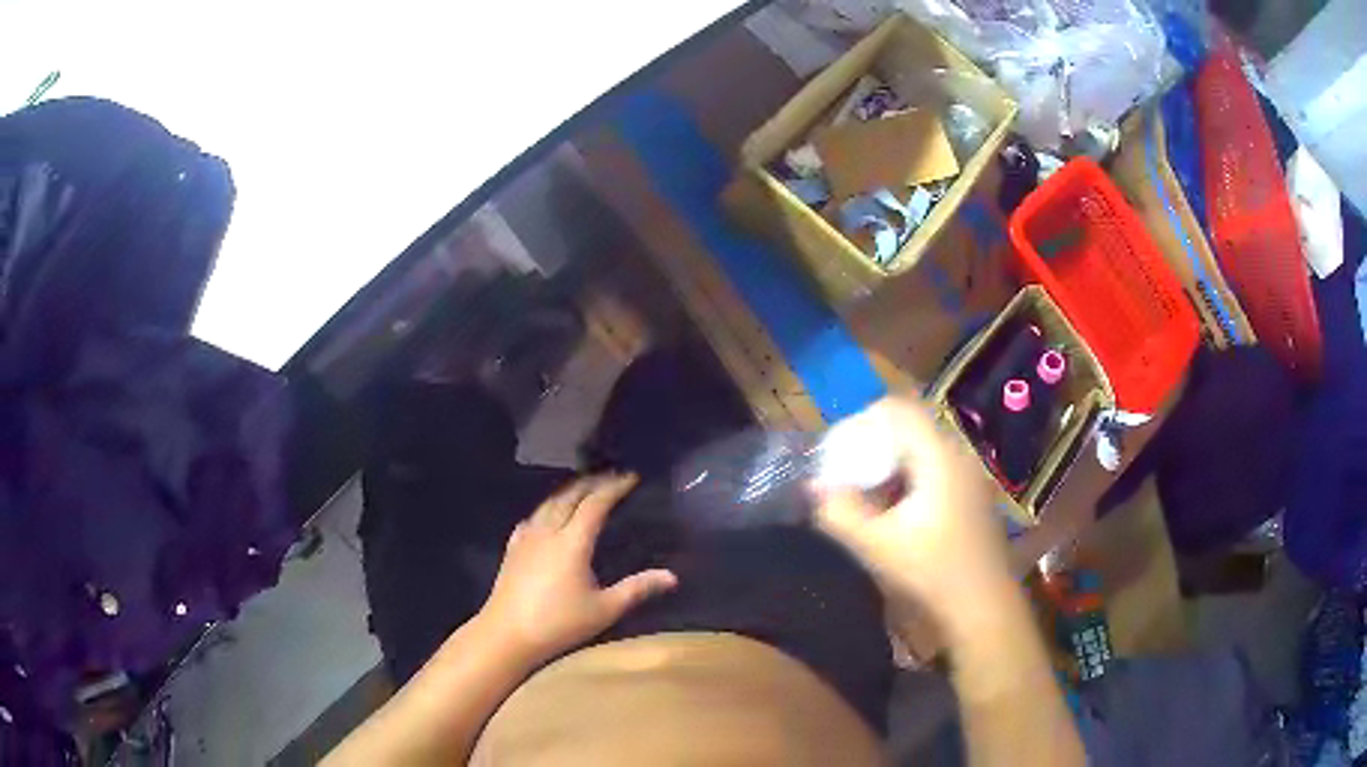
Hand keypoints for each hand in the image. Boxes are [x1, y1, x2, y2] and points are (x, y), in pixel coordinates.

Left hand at [477, 473, 677, 663]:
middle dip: (592, 483)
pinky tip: (546, 515)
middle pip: (570, 496)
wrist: (507, 634)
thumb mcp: (604, 610)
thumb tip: (672, 576)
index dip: (614, 488)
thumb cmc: (558, 623)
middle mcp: (548, 531)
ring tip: (584, 488)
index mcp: (573, 542)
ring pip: (548, 503)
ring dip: (568, 491)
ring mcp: (526, 538)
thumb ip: (637, 589)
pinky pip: (532, 518)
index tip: (631, 477)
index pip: (595, 504)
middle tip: (611, 477)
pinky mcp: (512, 549)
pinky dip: (546, 508)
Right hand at [814, 396, 1011, 626]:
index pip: (898, 410)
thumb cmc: (932, 573)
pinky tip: (891, 520)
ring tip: (863, 503)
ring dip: (887, 472)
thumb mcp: (876, 545)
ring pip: (920, 458)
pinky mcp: (970, 503)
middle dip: (871, 452)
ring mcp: (968, 481)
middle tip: (844, 480)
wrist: (983, 610)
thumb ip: (839, 512)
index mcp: (939, 457)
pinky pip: (932, 478)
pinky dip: (906, 488)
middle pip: (908, 433)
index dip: (863, 421)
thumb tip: (812, 488)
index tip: (838, 452)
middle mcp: (958, 458)